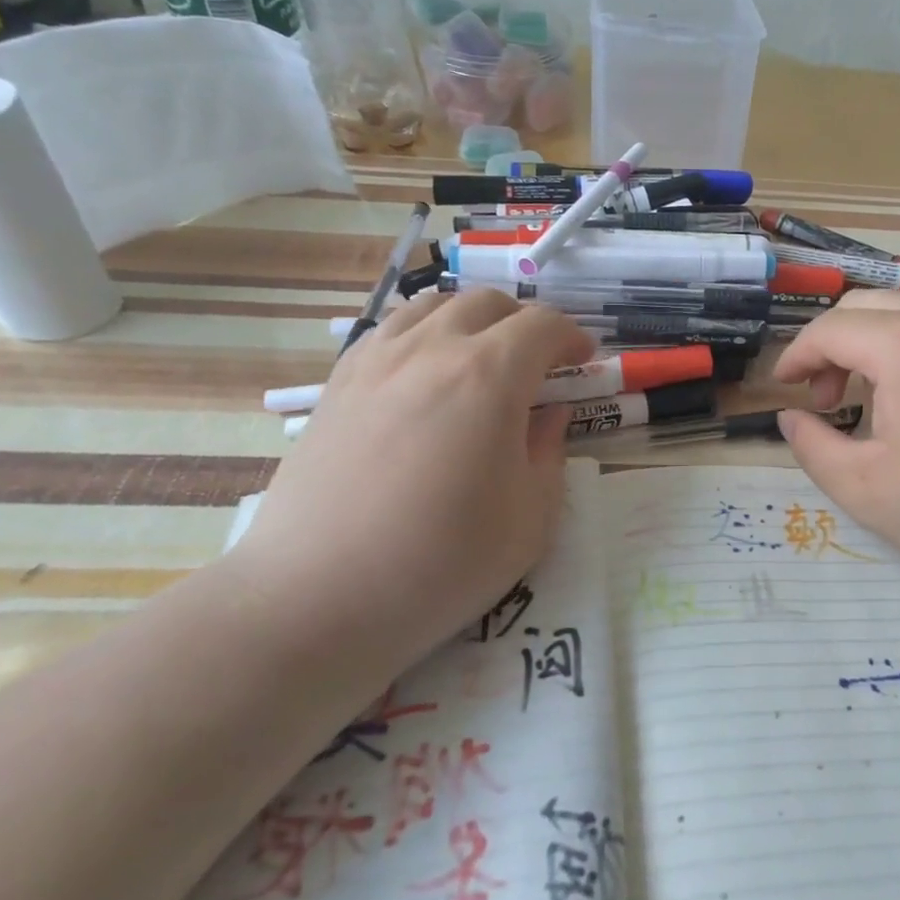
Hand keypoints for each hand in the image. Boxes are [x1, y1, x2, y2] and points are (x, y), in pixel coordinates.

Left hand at [228, 290, 590, 685]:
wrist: (317, 597)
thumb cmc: (440, 564)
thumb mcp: (530, 519)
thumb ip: (549, 452)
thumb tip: (548, 414)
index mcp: (489, 376)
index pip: (543, 325)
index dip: (571, 338)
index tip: (583, 363)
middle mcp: (432, 349)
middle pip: (487, 302)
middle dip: (524, 323)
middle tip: (537, 363)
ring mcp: (377, 360)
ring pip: (434, 305)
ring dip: (471, 320)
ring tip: (481, 359)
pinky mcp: (338, 382)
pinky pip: (391, 330)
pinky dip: (423, 334)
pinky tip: (424, 374)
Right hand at [773, 292, 899, 600]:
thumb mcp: (866, 489)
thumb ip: (812, 448)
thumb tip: (791, 418)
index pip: (830, 329)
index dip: (796, 356)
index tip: (781, 388)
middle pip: (866, 307)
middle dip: (831, 345)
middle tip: (824, 398)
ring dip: (870, 345)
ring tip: (867, 401)